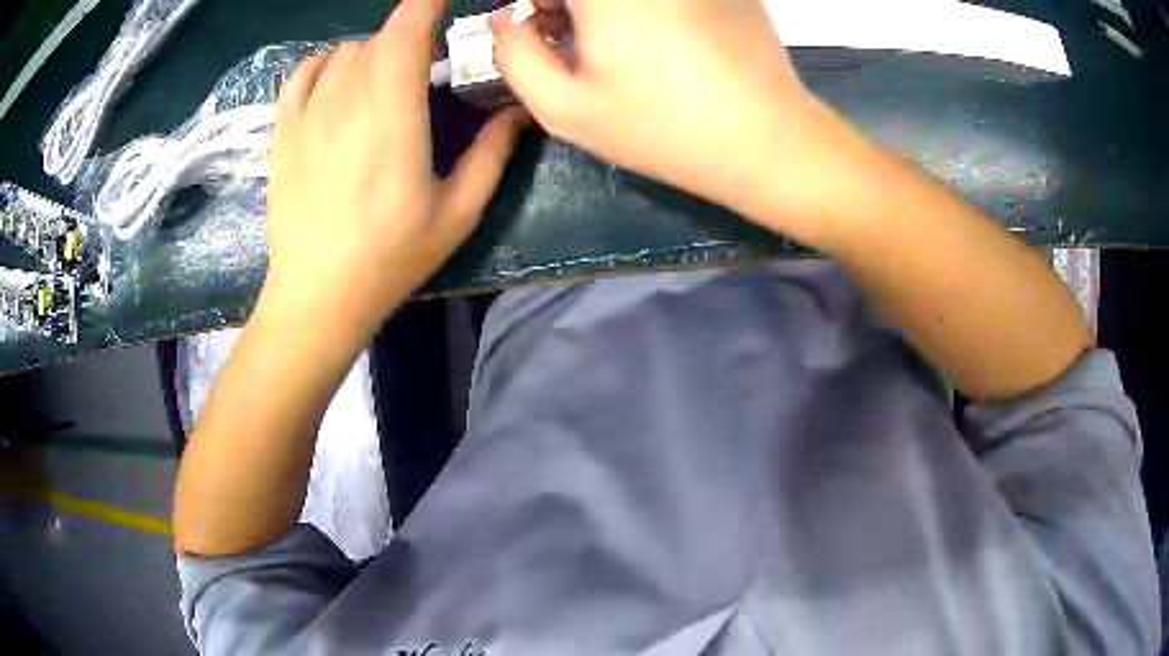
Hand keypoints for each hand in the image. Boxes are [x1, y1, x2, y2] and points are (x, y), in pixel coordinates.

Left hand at [265, 0, 527, 336]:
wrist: (317, 296)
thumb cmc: (390, 259)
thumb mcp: (456, 213)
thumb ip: (491, 154)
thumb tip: (517, 112)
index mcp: (393, 118)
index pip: (405, 33)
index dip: (425, 5)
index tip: (442, 2)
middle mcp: (346, 103)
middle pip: (379, 40)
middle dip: (407, 40)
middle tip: (424, 65)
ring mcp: (307, 115)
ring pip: (344, 53)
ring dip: (371, 53)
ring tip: (383, 80)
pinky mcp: (283, 132)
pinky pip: (303, 72)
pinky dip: (325, 62)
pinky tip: (338, 79)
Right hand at [490, 0, 842, 224]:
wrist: (769, 139)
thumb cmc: (663, 127)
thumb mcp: (565, 107)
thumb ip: (514, 55)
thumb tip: (506, 20)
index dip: (534, 6)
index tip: (538, 29)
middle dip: (560, 2)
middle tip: (565, 35)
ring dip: (597, 4)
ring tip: (609, 41)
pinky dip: (642, 5)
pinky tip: (655, 35)